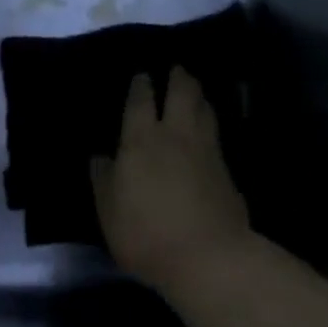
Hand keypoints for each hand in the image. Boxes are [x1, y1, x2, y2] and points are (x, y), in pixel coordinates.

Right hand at [90, 67, 251, 291]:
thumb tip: (100, 156)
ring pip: (205, 108)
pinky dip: (211, 121)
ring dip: (199, 94)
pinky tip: (209, 127)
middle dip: (179, 77)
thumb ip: (103, 180)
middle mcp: (175, 134)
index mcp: (141, 139)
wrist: (208, 257)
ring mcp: (206, 149)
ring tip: (195, 89)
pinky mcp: (227, 169)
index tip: (142, 74)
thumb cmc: (147, 233)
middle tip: (177, 68)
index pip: (141, 101)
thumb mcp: (109, 211)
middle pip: (182, 92)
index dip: (141, 85)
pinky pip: (216, 133)